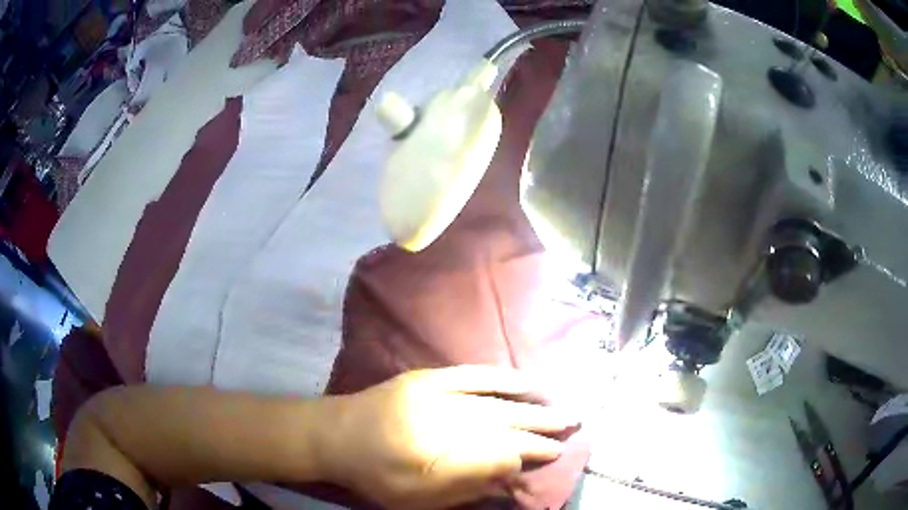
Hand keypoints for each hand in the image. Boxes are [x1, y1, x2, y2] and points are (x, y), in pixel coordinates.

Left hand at [318, 366, 579, 509]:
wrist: (333, 435)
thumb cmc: (374, 476)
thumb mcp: (417, 498)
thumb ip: (465, 485)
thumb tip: (510, 471)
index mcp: (436, 455)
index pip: (498, 452)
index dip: (530, 452)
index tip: (557, 451)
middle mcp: (440, 420)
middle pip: (502, 424)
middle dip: (540, 425)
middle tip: (572, 424)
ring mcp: (435, 394)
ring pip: (493, 401)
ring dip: (530, 405)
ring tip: (559, 406)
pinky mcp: (427, 378)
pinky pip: (472, 375)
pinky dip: (502, 378)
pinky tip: (525, 380)